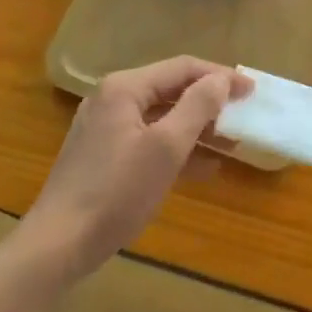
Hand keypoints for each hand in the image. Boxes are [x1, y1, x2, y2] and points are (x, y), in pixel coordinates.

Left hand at [23, 57, 249, 279]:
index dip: (221, 76)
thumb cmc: (117, 192)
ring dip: (197, 127)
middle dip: (210, 102)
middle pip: (171, 89)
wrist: (59, 244)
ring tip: (232, 142)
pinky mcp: (104, 155)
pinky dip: (177, 148)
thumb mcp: (166, 148)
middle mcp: (112, 99)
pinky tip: (204, 167)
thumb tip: (221, 80)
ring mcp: (105, 128)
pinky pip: (149, 139)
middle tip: (244, 114)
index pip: (183, 68)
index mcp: (124, 88)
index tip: (252, 91)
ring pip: (162, 117)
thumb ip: (197, 107)